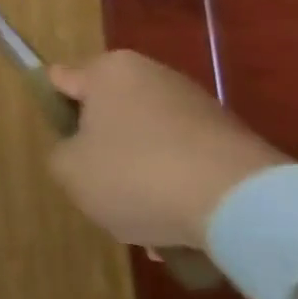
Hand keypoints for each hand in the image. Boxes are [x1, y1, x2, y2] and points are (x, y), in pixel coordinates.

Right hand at [46, 51, 289, 248]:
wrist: (242, 204)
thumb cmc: (137, 174)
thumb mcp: (70, 171)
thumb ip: (61, 155)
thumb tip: (78, 152)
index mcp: (108, 70)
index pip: (62, 79)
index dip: (55, 110)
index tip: (62, 145)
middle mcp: (152, 74)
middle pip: (110, 113)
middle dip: (105, 151)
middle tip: (102, 191)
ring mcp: (197, 104)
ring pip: (149, 141)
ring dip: (143, 176)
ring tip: (148, 225)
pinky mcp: (233, 138)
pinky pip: (187, 161)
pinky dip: (179, 188)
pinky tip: (182, 228)